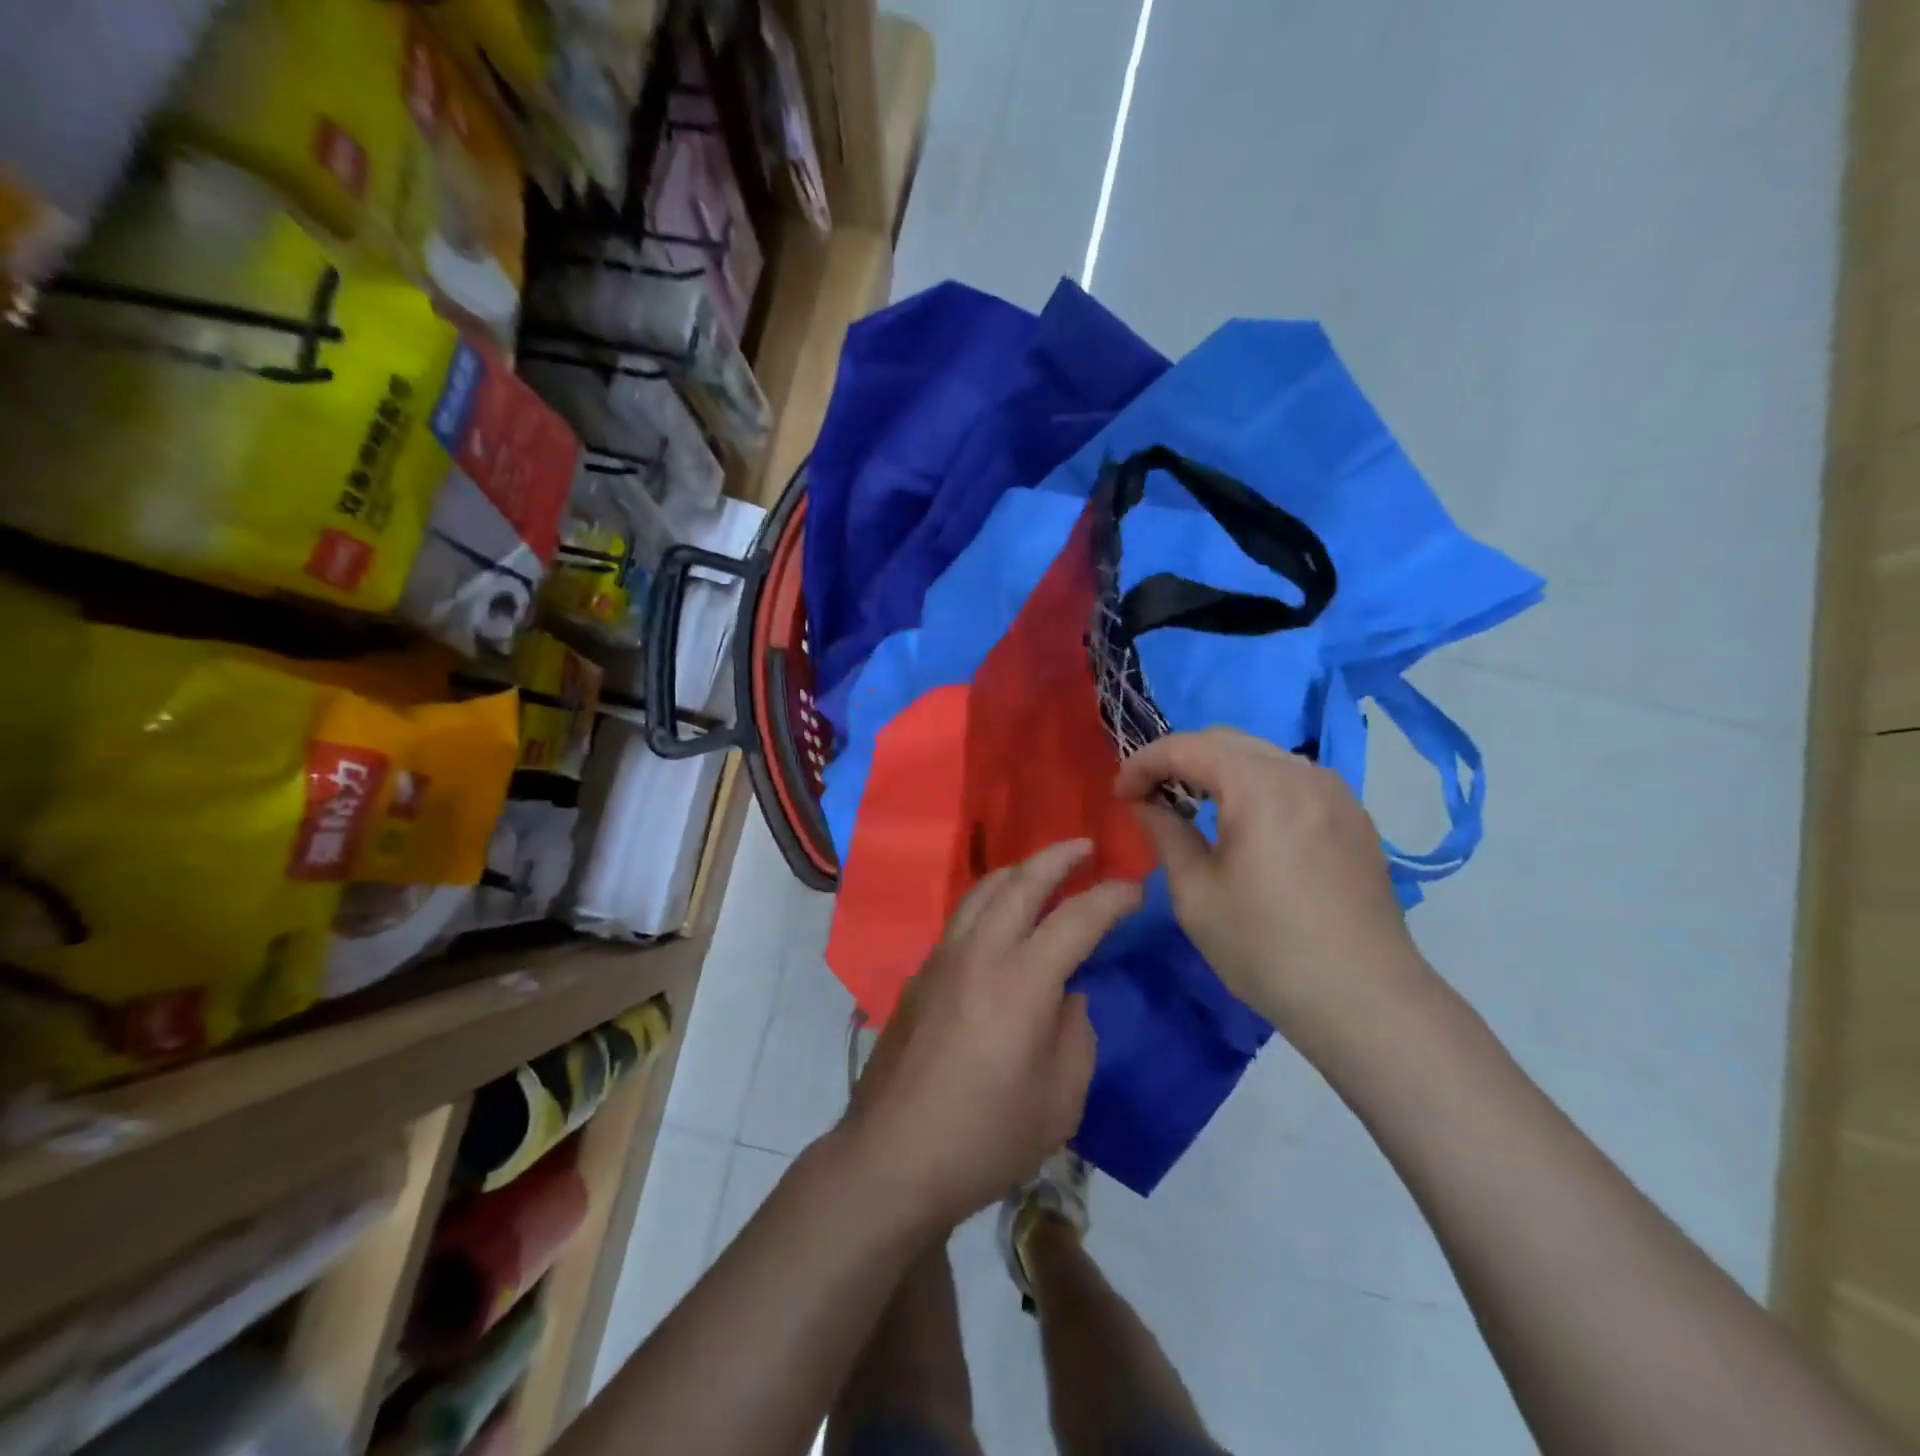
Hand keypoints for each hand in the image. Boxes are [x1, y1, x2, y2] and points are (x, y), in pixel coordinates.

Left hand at [840, 841, 1141, 1232]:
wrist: (893, 1157)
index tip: (1136, 889)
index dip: (1112, 897)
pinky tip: (1001, 918)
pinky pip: (962, 916)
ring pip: (983, 890)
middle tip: (1086, 848)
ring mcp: (942, 958)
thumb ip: (1075, 1034)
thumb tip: (1067, 996)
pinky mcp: (920, 974)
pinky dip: (990, 898)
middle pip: (1021, 881)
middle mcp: (979, 953)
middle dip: (1058, 857)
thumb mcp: (1060, 1099)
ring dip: (1019, 871)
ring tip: (1043, 870)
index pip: (1076, 918)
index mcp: (1022, 981)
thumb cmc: (986, 1138)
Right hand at [1115, 728, 1427, 1040]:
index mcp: (1261, 787)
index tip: (1120, 793)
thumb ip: (1165, 834)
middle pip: (1227, 741)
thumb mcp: (1196, 894)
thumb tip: (1145, 803)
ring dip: (1217, 770)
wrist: (1366, 1002)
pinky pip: (1292, 779)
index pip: (1188, 747)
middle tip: (1148, 794)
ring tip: (1190, 805)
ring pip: (1261, 756)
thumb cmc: (1266, 949)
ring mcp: (1336, 793)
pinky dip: (1254, 785)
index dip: (1145, 762)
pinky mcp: (1353, 818)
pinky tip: (1242, 822)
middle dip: (1179, 759)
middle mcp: (1303, 774)